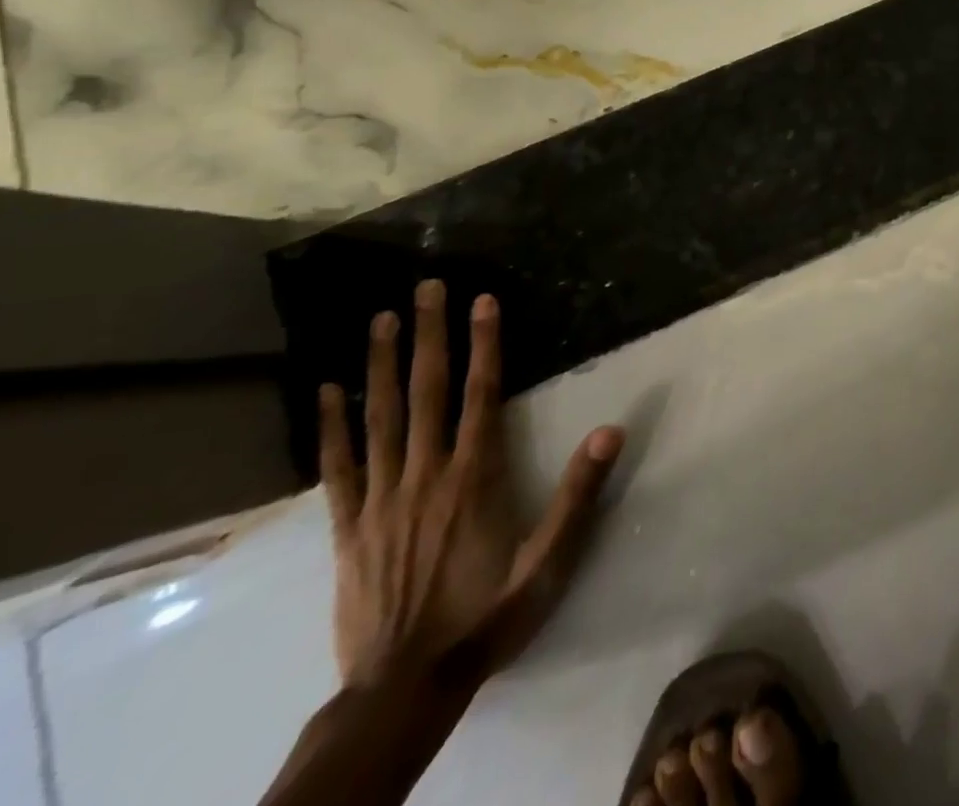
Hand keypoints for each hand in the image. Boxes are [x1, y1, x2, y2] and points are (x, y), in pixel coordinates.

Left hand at [320, 280, 623, 688]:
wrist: (403, 688)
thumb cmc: (487, 615)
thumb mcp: (549, 562)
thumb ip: (578, 495)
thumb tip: (612, 430)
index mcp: (475, 477)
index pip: (481, 394)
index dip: (484, 344)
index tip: (482, 301)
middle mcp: (426, 475)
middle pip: (427, 392)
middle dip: (429, 336)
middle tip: (426, 288)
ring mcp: (381, 500)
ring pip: (380, 418)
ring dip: (380, 365)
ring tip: (380, 319)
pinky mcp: (348, 527)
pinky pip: (338, 467)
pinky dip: (331, 427)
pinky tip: (327, 392)